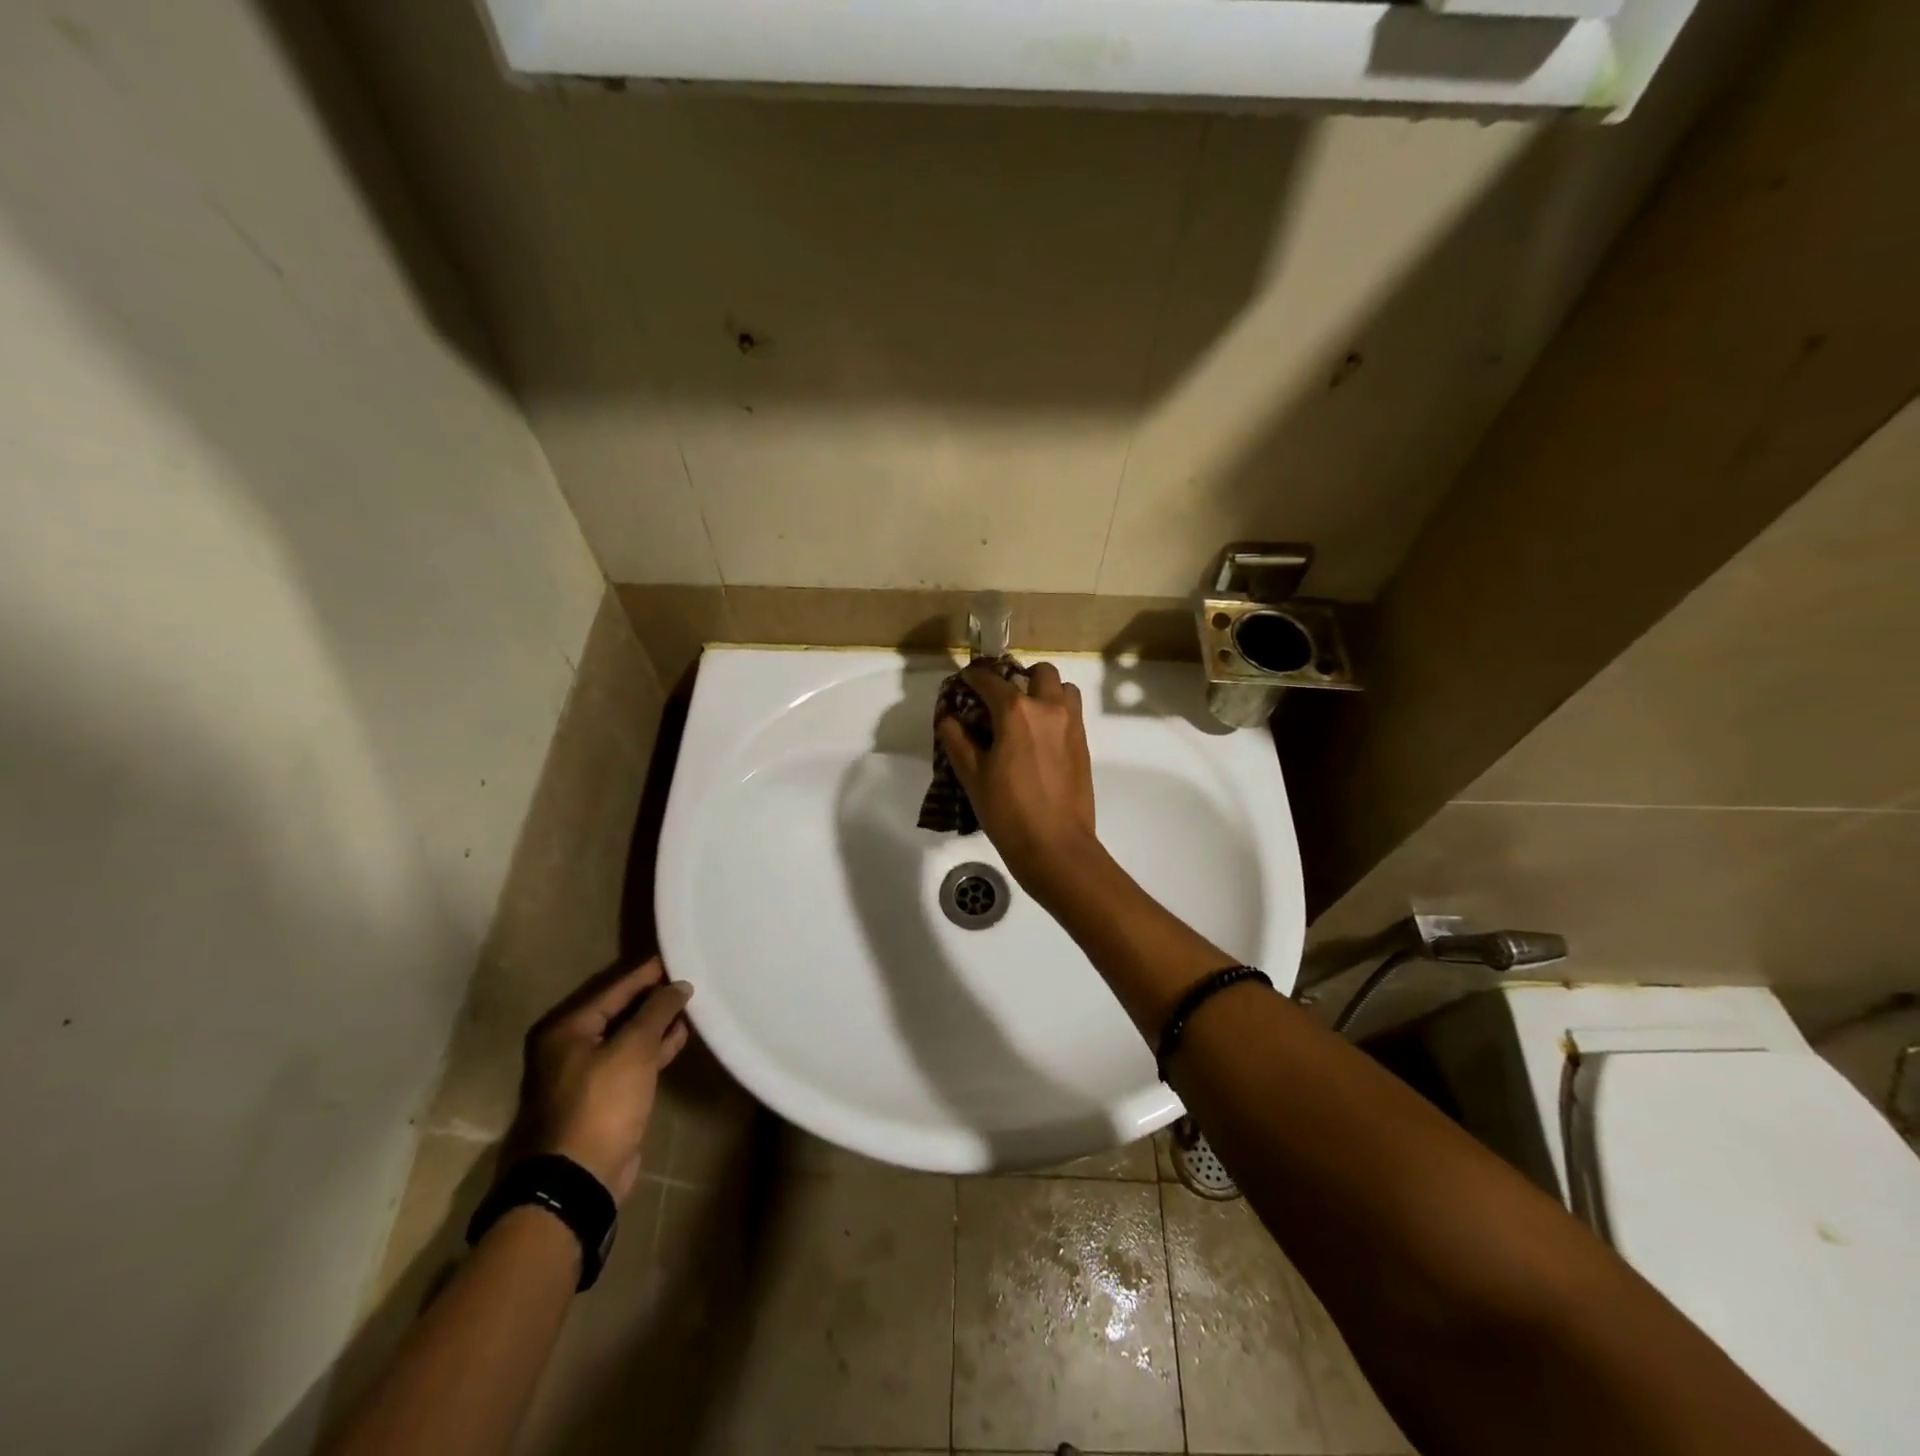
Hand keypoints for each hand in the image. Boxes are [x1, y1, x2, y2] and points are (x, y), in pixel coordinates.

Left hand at [513, 957, 691, 1204]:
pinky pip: (633, 1059)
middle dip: (654, 996)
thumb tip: (679, 985)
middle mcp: (570, 1047)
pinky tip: (681, 1036)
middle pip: (619, 1010)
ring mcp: (586, 1074)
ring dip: (657, 1022)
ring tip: (692, 1004)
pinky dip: (655, 1048)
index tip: (679, 955)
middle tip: (690, 977)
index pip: (615, 988)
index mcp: (567, 1029)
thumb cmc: (601, 1103)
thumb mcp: (633, 1048)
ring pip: (628, 1036)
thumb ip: (657, 1010)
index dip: (649, 972)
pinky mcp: (604, 1097)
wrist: (578, 1179)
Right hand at [937, 660, 1098, 895]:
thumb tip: (948, 716)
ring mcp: (1072, 724)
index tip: (963, 682)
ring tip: (1025, 714)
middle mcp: (1048, 707)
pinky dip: (1056, 711)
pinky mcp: (1083, 743)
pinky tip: (1038, 737)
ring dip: (1044, 691)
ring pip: (1062, 688)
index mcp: (1016, 711)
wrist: (1055, 846)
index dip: (973, 677)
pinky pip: (1071, 711)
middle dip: (1018, 676)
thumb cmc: (1007, 811)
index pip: (990, 680)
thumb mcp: (971, 775)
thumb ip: (956, 738)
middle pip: (1038, 672)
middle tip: (1000, 698)